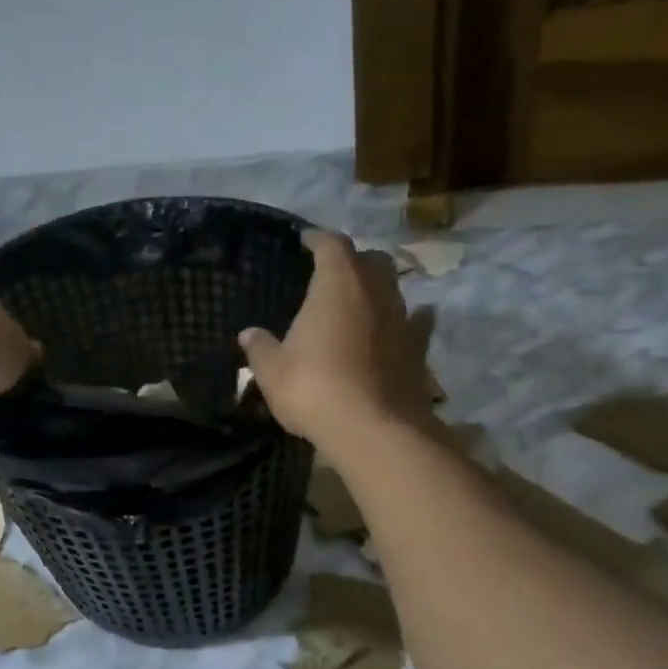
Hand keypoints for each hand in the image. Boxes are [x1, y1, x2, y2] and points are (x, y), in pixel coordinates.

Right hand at [239, 231, 435, 442]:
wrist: (374, 430)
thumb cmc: (314, 388)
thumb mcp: (272, 371)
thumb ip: (261, 348)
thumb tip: (249, 334)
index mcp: (337, 285)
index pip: (332, 245)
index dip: (317, 239)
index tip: (305, 240)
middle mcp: (376, 292)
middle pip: (371, 260)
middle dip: (353, 260)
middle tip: (332, 272)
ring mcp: (402, 320)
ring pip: (394, 289)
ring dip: (376, 290)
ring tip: (357, 302)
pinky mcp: (418, 350)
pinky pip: (413, 324)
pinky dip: (403, 322)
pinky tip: (393, 330)